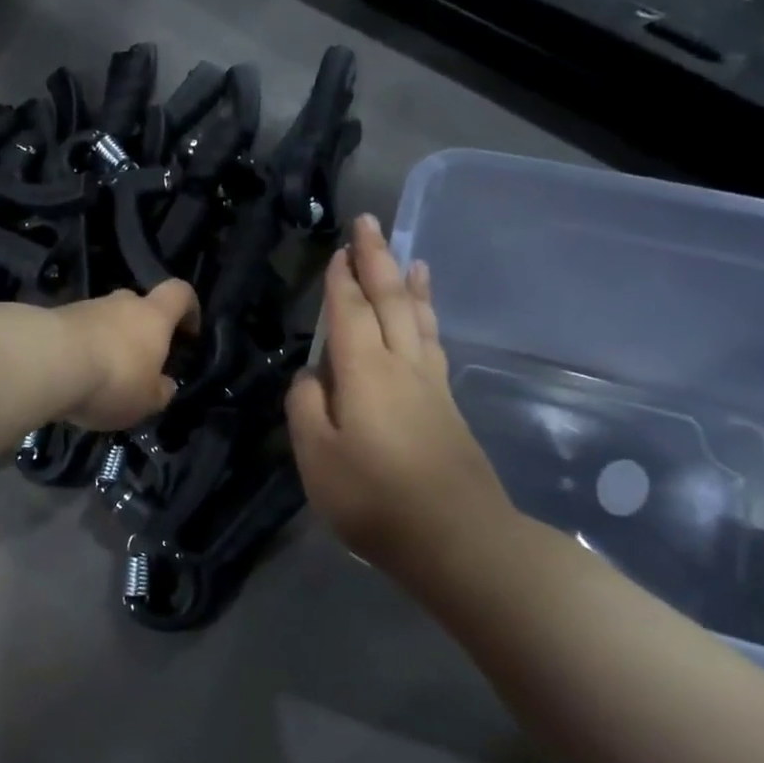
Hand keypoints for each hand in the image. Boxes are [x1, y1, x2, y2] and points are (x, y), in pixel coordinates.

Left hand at [59, 279, 199, 430]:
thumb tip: (164, 384)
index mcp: (154, 316)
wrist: (45, 362)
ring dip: (107, 342)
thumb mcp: (147, 401)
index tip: (189, 333)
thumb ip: (160, 391)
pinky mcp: (53, 318)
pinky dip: (80, 350)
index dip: (189, 308)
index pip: (180, 293)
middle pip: (139, 307)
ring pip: (105, 320)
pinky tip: (73, 377)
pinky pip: (77, 332)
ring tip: (100, 378)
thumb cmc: (113, 379)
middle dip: (141, 332)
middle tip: (139, 364)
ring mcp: (84, 307)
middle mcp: (121, 302)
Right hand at [287, 215, 517, 590]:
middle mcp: (401, 366)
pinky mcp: (447, 406)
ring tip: (408, 257)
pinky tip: (426, 319)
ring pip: (418, 319)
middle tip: (369, 224)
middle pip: (389, 302)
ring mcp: (431, 385)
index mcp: (364, 373)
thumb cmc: (375, 499)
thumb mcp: (317, 458)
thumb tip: (311, 376)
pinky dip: (428, 318)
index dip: (342, 281)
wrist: (457, 538)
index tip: (339, 248)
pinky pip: (434, 343)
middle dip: (377, 261)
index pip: (349, 314)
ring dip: (409, 284)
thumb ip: (306, 408)